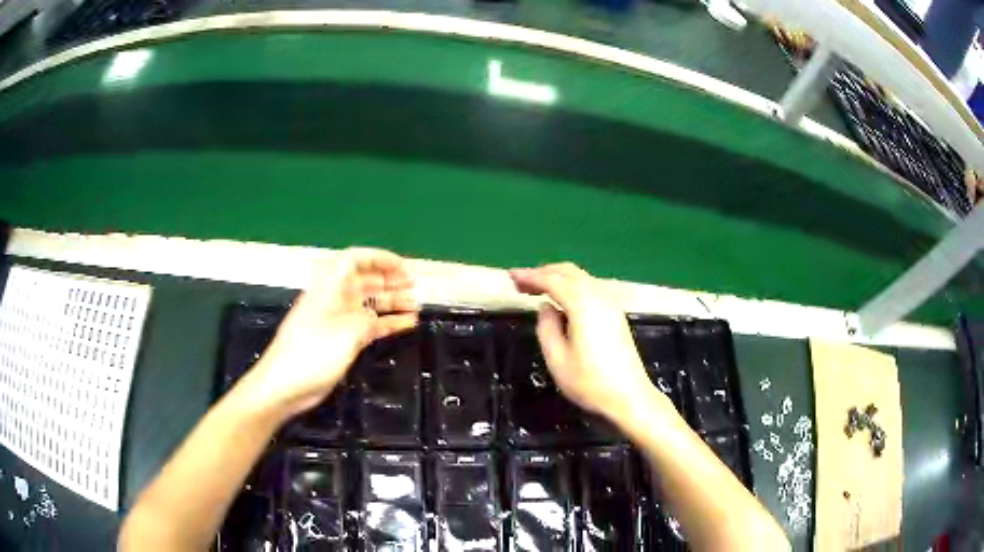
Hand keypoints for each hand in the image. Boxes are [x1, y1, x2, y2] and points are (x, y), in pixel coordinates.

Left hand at [245, 248, 418, 417]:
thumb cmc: (313, 352)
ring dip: (391, 302)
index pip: (355, 260)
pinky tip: (407, 324)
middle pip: (365, 281)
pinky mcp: (341, 341)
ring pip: (369, 304)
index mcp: (330, 287)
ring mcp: (337, 320)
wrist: (286, 384)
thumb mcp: (346, 331)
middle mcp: (334, 298)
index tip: (403, 267)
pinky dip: (386, 323)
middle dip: (389, 280)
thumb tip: (376, 319)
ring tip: (417, 305)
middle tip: (415, 287)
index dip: (380, 259)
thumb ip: (367, 319)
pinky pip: (368, 325)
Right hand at [510, 263, 658, 424]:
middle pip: (569, 272)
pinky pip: (590, 288)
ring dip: (558, 278)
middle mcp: (599, 297)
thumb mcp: (557, 359)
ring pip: (581, 278)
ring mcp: (611, 305)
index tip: (511, 276)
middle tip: (521, 282)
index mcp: (583, 305)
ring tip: (536, 288)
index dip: (530, 276)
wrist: (629, 397)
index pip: (553, 281)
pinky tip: (561, 301)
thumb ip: (546, 328)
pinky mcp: (616, 315)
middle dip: (544, 272)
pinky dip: (571, 286)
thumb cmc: (590, 382)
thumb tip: (545, 308)